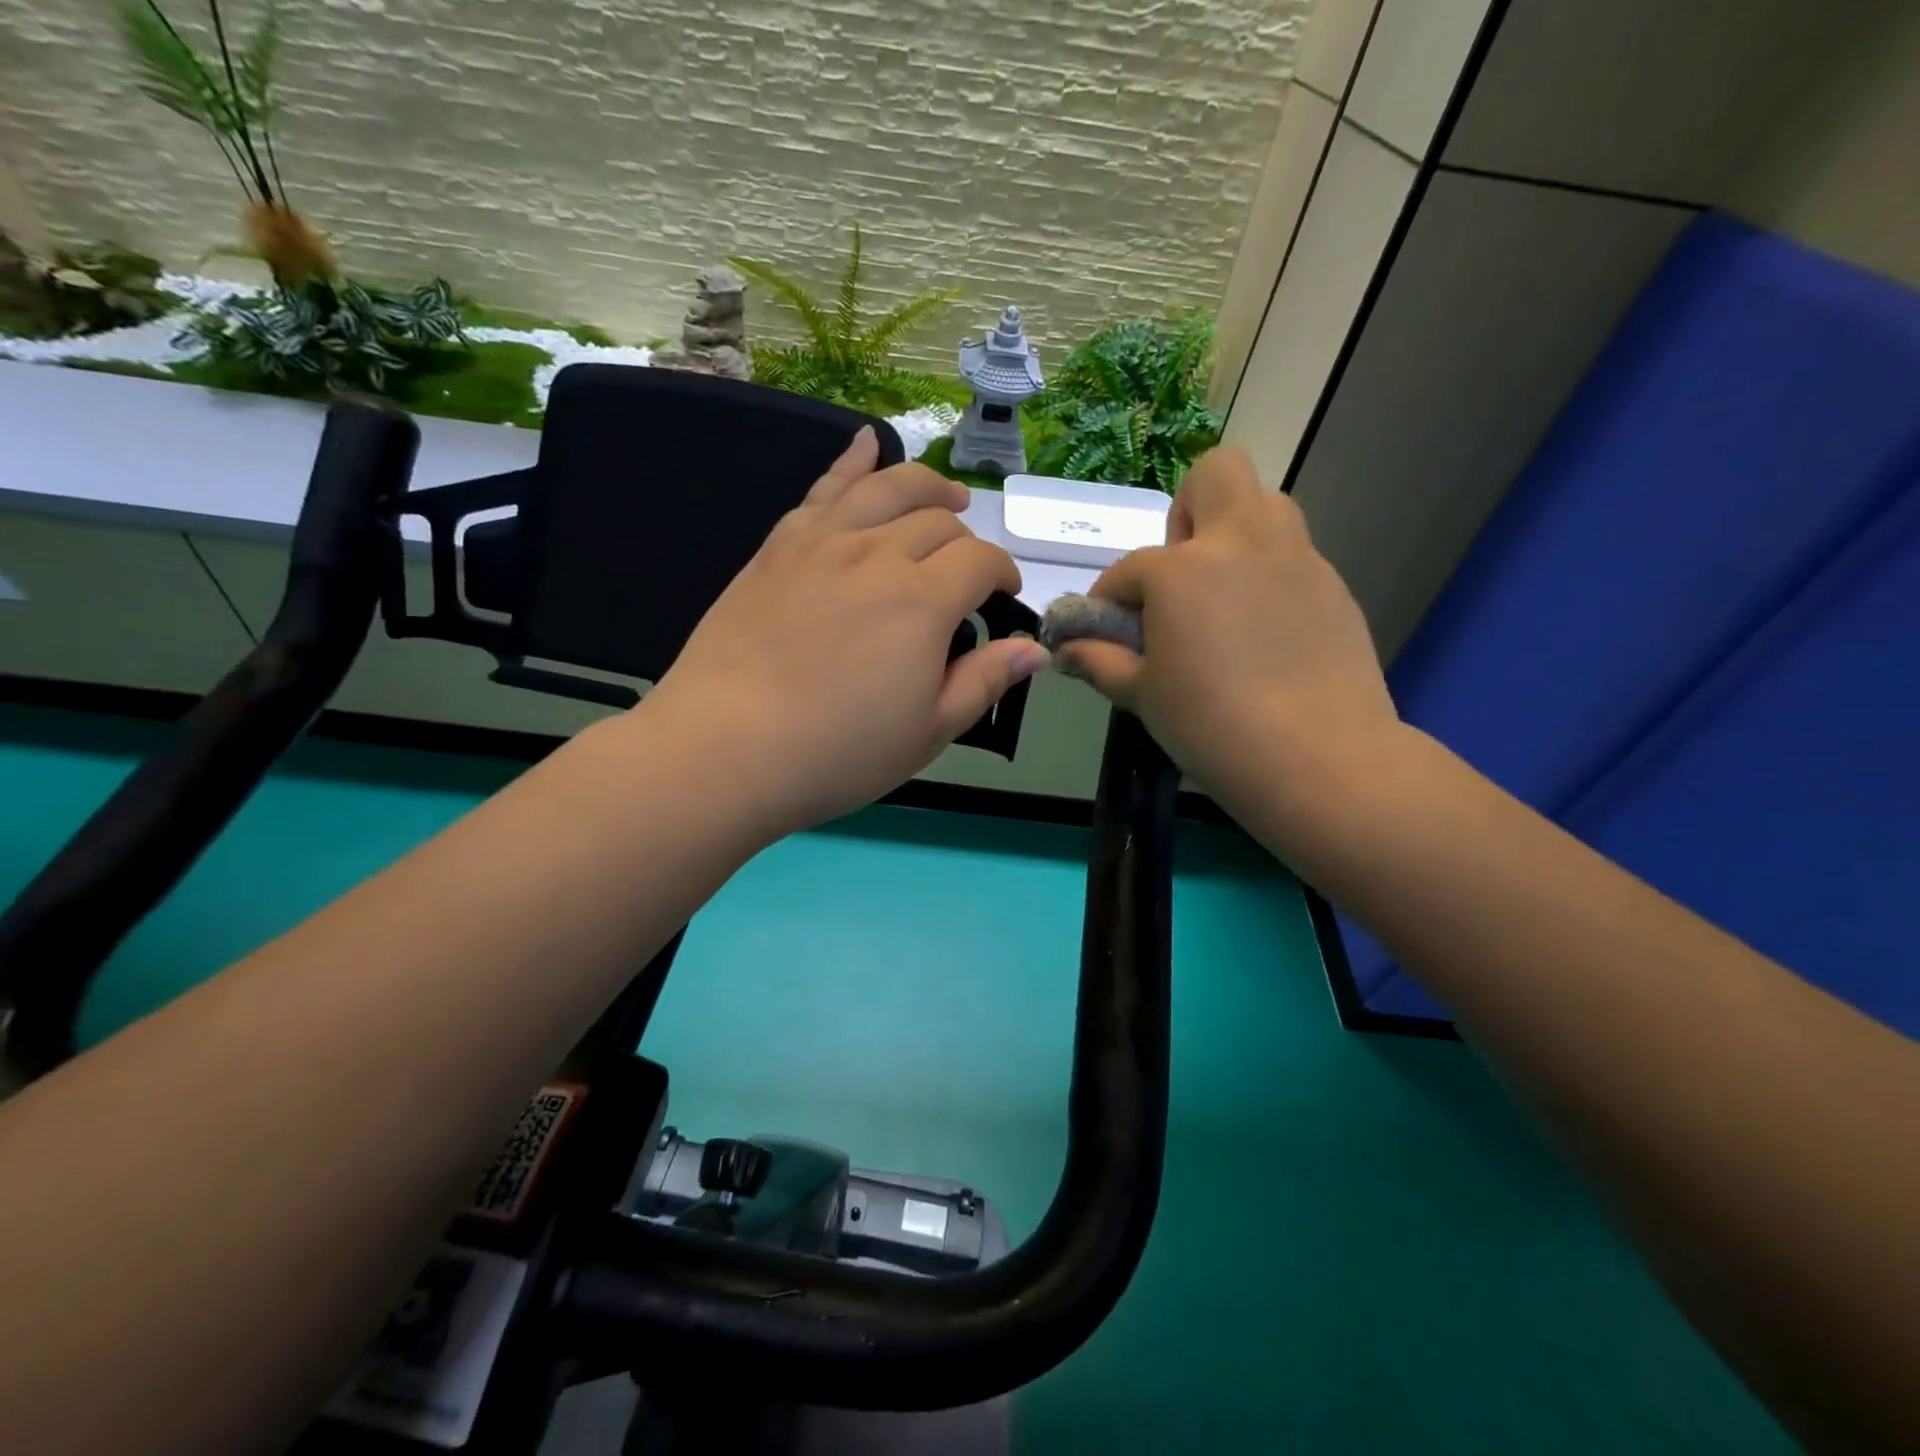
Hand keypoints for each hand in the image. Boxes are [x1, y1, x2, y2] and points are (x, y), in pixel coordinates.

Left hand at [641, 427, 1047, 838]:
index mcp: (922, 602)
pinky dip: (851, 461)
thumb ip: (984, 681)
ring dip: (927, 485)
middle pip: (938, 521)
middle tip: (966, 574)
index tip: (1003, 598)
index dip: (1003, 573)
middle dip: (966, 541)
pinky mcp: (778, 547)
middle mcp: (876, 554)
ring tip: (947, 494)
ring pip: (887, 488)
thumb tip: (1035, 649)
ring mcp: (822, 543)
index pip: (980, 561)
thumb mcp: (928, 732)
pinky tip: (866, 445)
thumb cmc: (838, 752)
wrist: (725, 748)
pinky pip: (823, 489)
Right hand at [1058, 445, 1398, 809]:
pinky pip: (1292, 557)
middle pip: (1216, 474)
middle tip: (1181, 574)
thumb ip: (1099, 661)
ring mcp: (1296, 558)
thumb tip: (1066, 650)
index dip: (1110, 600)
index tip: (1110, 632)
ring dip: (1234, 534)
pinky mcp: (1333, 585)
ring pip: (1265, 506)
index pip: (1128, 570)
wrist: (1319, 758)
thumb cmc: (1212, 725)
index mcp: (1181, 569)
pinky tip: (1265, 634)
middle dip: (1188, 512)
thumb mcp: (1142, 695)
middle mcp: (1241, 542)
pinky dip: (1268, 577)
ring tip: (1222, 597)